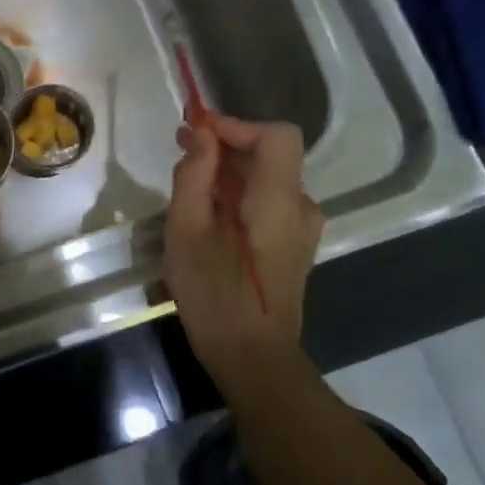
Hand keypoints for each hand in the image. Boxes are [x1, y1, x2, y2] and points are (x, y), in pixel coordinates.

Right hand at [164, 114, 324, 382]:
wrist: (253, 358)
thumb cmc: (214, 294)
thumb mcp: (187, 231)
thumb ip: (195, 176)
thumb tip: (202, 135)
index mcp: (279, 200)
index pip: (276, 135)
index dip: (236, 126)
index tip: (195, 132)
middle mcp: (301, 207)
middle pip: (270, 155)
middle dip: (226, 147)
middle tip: (182, 154)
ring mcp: (302, 229)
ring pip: (268, 180)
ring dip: (230, 173)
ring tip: (190, 190)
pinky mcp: (295, 246)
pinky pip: (269, 203)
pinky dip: (241, 196)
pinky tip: (211, 218)